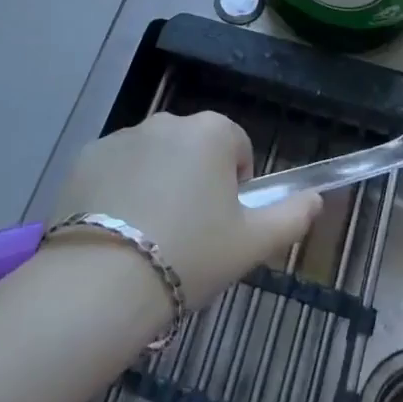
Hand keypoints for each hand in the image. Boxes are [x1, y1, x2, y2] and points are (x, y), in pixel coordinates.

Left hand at [50, 111, 321, 310]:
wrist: (103, 280)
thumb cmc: (191, 256)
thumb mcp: (253, 244)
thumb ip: (292, 216)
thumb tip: (316, 198)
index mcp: (212, 132)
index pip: (237, 147)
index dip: (236, 186)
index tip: (224, 224)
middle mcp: (167, 121)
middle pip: (193, 148)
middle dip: (196, 180)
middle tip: (189, 234)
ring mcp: (122, 135)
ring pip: (154, 157)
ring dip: (158, 182)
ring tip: (148, 237)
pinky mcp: (86, 156)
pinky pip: (115, 168)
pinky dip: (120, 189)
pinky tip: (115, 231)